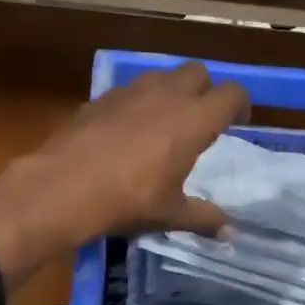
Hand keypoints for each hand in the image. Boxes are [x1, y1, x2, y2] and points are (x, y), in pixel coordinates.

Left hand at [0, 63, 249, 286]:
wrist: (64, 187)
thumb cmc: (128, 200)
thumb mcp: (170, 214)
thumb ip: (203, 218)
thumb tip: (231, 232)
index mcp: (193, 120)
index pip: (231, 93)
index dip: (240, 104)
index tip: (237, 122)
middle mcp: (166, 95)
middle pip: (198, 72)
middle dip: (205, 89)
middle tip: (200, 119)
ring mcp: (130, 91)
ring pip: (161, 75)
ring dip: (170, 91)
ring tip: (163, 121)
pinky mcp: (100, 97)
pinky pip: (128, 90)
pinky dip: (136, 102)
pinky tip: (126, 129)